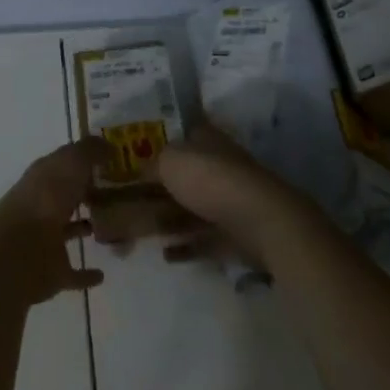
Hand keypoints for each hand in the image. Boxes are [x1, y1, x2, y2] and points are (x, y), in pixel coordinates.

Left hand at [0, 138, 107, 307]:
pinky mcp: (52, 272)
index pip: (65, 163)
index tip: (113, 161)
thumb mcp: (71, 163)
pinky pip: (73, 273)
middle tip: (119, 192)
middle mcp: (43, 205)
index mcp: (43, 177)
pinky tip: (102, 274)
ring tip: (113, 226)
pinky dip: (86, 274)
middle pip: (67, 195)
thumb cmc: (46, 199)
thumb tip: (108, 146)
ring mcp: (45, 240)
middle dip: (87, 192)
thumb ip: (90, 151)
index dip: (86, 160)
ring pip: (68, 230)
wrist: (18, 253)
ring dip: (85, 227)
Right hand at [92, 125, 317, 269]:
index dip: (156, 145)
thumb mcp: (170, 161)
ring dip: (167, 220)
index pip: (179, 135)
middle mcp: (218, 166)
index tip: (131, 159)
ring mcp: (228, 201)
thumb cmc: (211, 180)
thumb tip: (140, 170)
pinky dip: (185, 246)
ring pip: (190, 209)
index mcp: (206, 139)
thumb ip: (151, 164)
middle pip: (182, 176)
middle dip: (156, 189)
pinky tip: (165, 254)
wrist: (261, 222)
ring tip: (140, 232)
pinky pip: (203, 239)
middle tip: (127, 202)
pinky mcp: (235, 234)